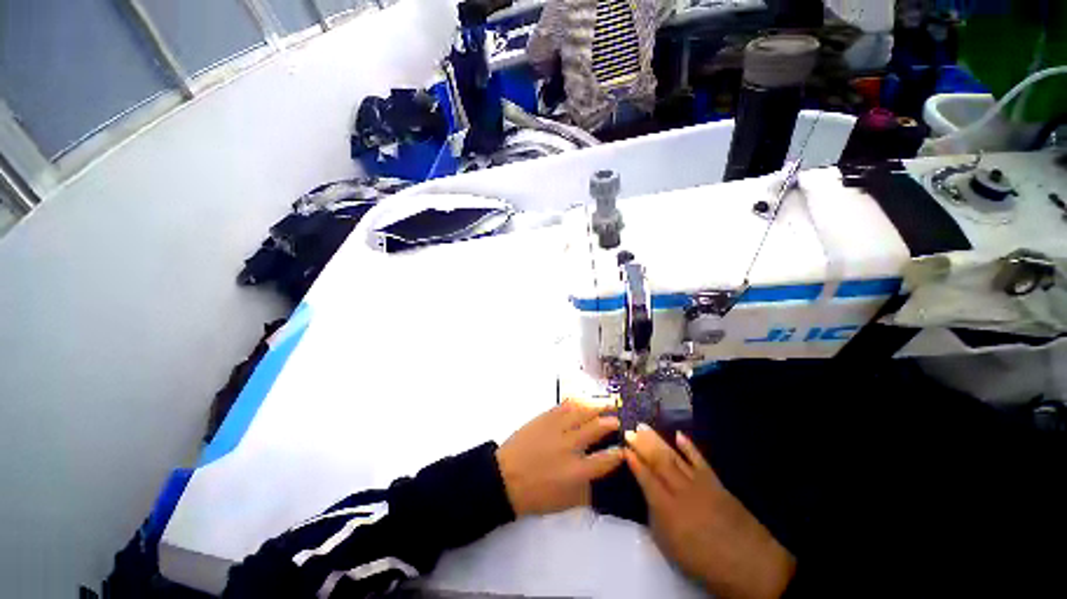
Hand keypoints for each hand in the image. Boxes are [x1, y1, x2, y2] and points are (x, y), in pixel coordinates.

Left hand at [496, 400, 623, 516]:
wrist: (505, 478)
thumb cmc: (536, 495)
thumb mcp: (565, 502)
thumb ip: (587, 490)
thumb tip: (601, 479)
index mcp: (577, 471)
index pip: (606, 459)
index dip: (619, 453)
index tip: (625, 449)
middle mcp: (570, 446)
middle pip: (597, 429)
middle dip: (611, 423)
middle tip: (618, 419)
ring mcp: (557, 429)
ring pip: (582, 412)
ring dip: (598, 406)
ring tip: (609, 402)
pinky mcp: (545, 418)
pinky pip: (564, 406)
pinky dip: (577, 402)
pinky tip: (584, 400)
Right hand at [625, 425, 795, 598]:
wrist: (750, 565)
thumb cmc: (704, 563)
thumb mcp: (670, 548)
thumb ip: (656, 519)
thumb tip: (649, 498)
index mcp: (667, 509)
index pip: (645, 479)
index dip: (634, 462)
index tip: (624, 448)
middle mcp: (681, 491)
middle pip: (658, 462)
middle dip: (642, 444)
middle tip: (630, 430)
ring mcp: (699, 484)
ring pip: (674, 457)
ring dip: (657, 441)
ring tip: (644, 427)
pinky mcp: (716, 482)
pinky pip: (700, 460)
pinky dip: (689, 447)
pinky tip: (679, 435)